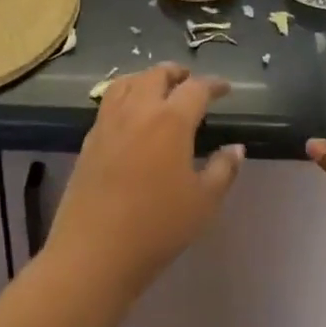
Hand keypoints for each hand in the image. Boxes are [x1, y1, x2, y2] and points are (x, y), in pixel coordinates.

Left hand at [46, 64, 244, 300]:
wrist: (93, 253)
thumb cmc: (156, 228)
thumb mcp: (203, 204)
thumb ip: (223, 171)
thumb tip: (236, 148)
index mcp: (171, 120)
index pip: (196, 88)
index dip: (214, 85)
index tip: (225, 88)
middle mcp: (139, 110)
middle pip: (157, 75)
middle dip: (177, 73)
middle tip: (189, 80)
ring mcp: (109, 122)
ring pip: (128, 81)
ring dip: (147, 77)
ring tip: (157, 87)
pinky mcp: (89, 139)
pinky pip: (109, 101)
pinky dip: (124, 94)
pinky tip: (130, 114)